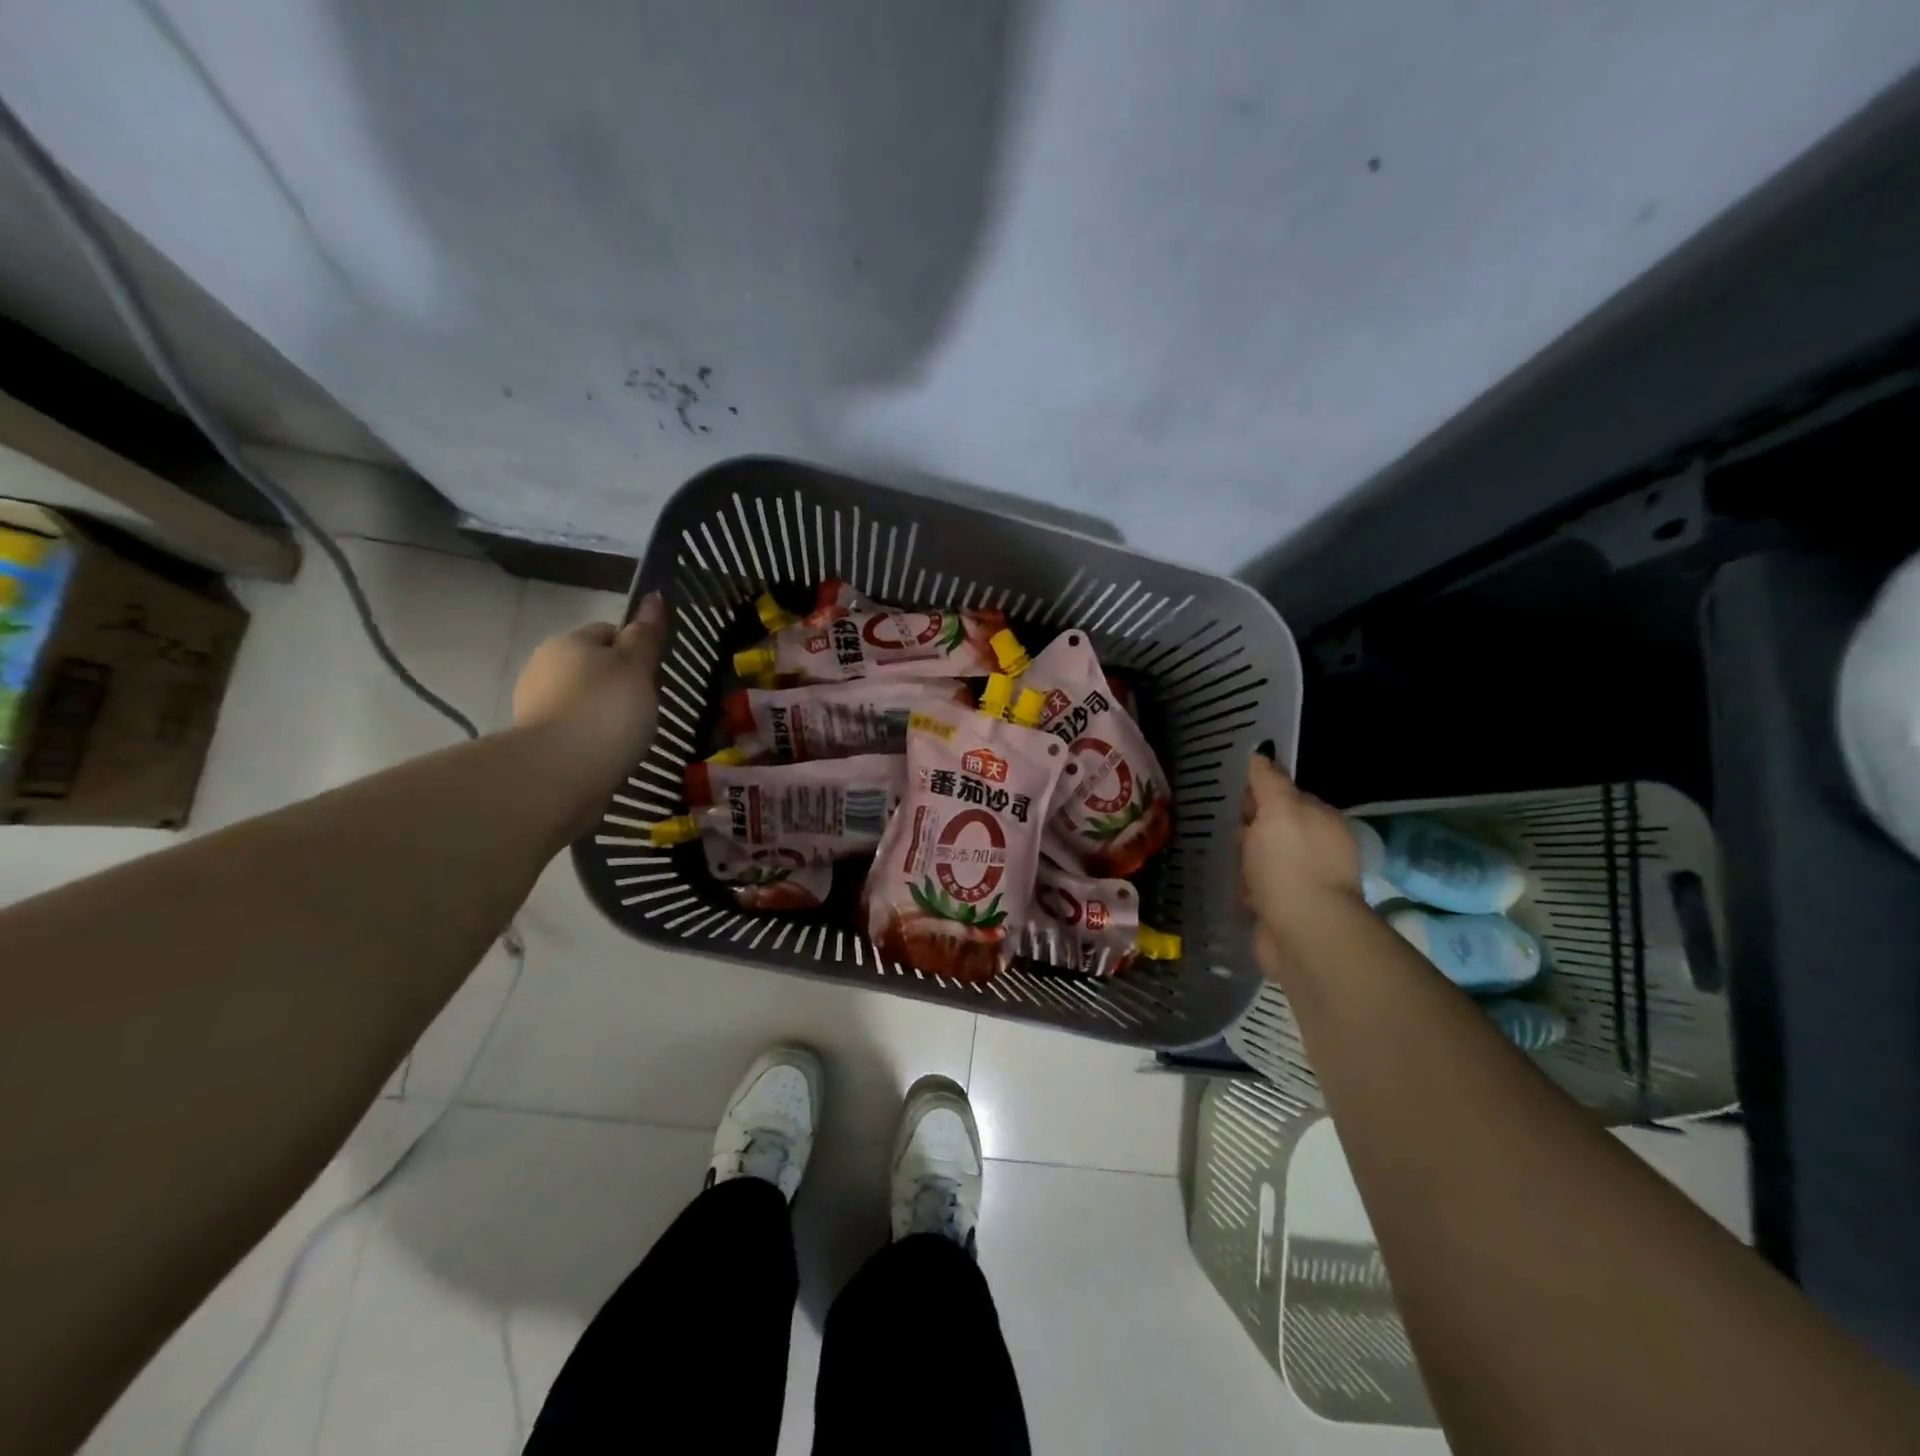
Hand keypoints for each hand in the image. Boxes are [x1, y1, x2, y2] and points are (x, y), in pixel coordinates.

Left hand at [513, 593, 667, 793]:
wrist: (561, 772)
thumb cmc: (607, 709)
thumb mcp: (637, 666)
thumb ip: (646, 635)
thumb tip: (654, 596)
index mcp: (569, 642)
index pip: (608, 632)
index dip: (635, 648)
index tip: (655, 675)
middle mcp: (544, 667)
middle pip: (593, 667)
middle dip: (619, 683)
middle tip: (648, 707)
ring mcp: (535, 706)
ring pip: (582, 699)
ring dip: (605, 712)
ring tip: (631, 736)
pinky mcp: (536, 743)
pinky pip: (574, 730)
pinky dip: (592, 738)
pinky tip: (610, 754)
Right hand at [1239, 754, 1364, 977]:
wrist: (1303, 931)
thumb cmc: (1289, 863)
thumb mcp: (1278, 809)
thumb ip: (1269, 781)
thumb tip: (1261, 753)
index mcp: (1323, 821)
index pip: (1289, 798)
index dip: (1262, 797)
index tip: (1237, 803)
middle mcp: (1321, 850)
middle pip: (1277, 830)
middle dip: (1251, 832)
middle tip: (1230, 836)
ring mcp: (1307, 883)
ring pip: (1267, 862)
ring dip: (1247, 863)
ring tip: (1228, 865)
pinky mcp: (1290, 912)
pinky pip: (1263, 892)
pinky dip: (1249, 892)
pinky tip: (1237, 893)